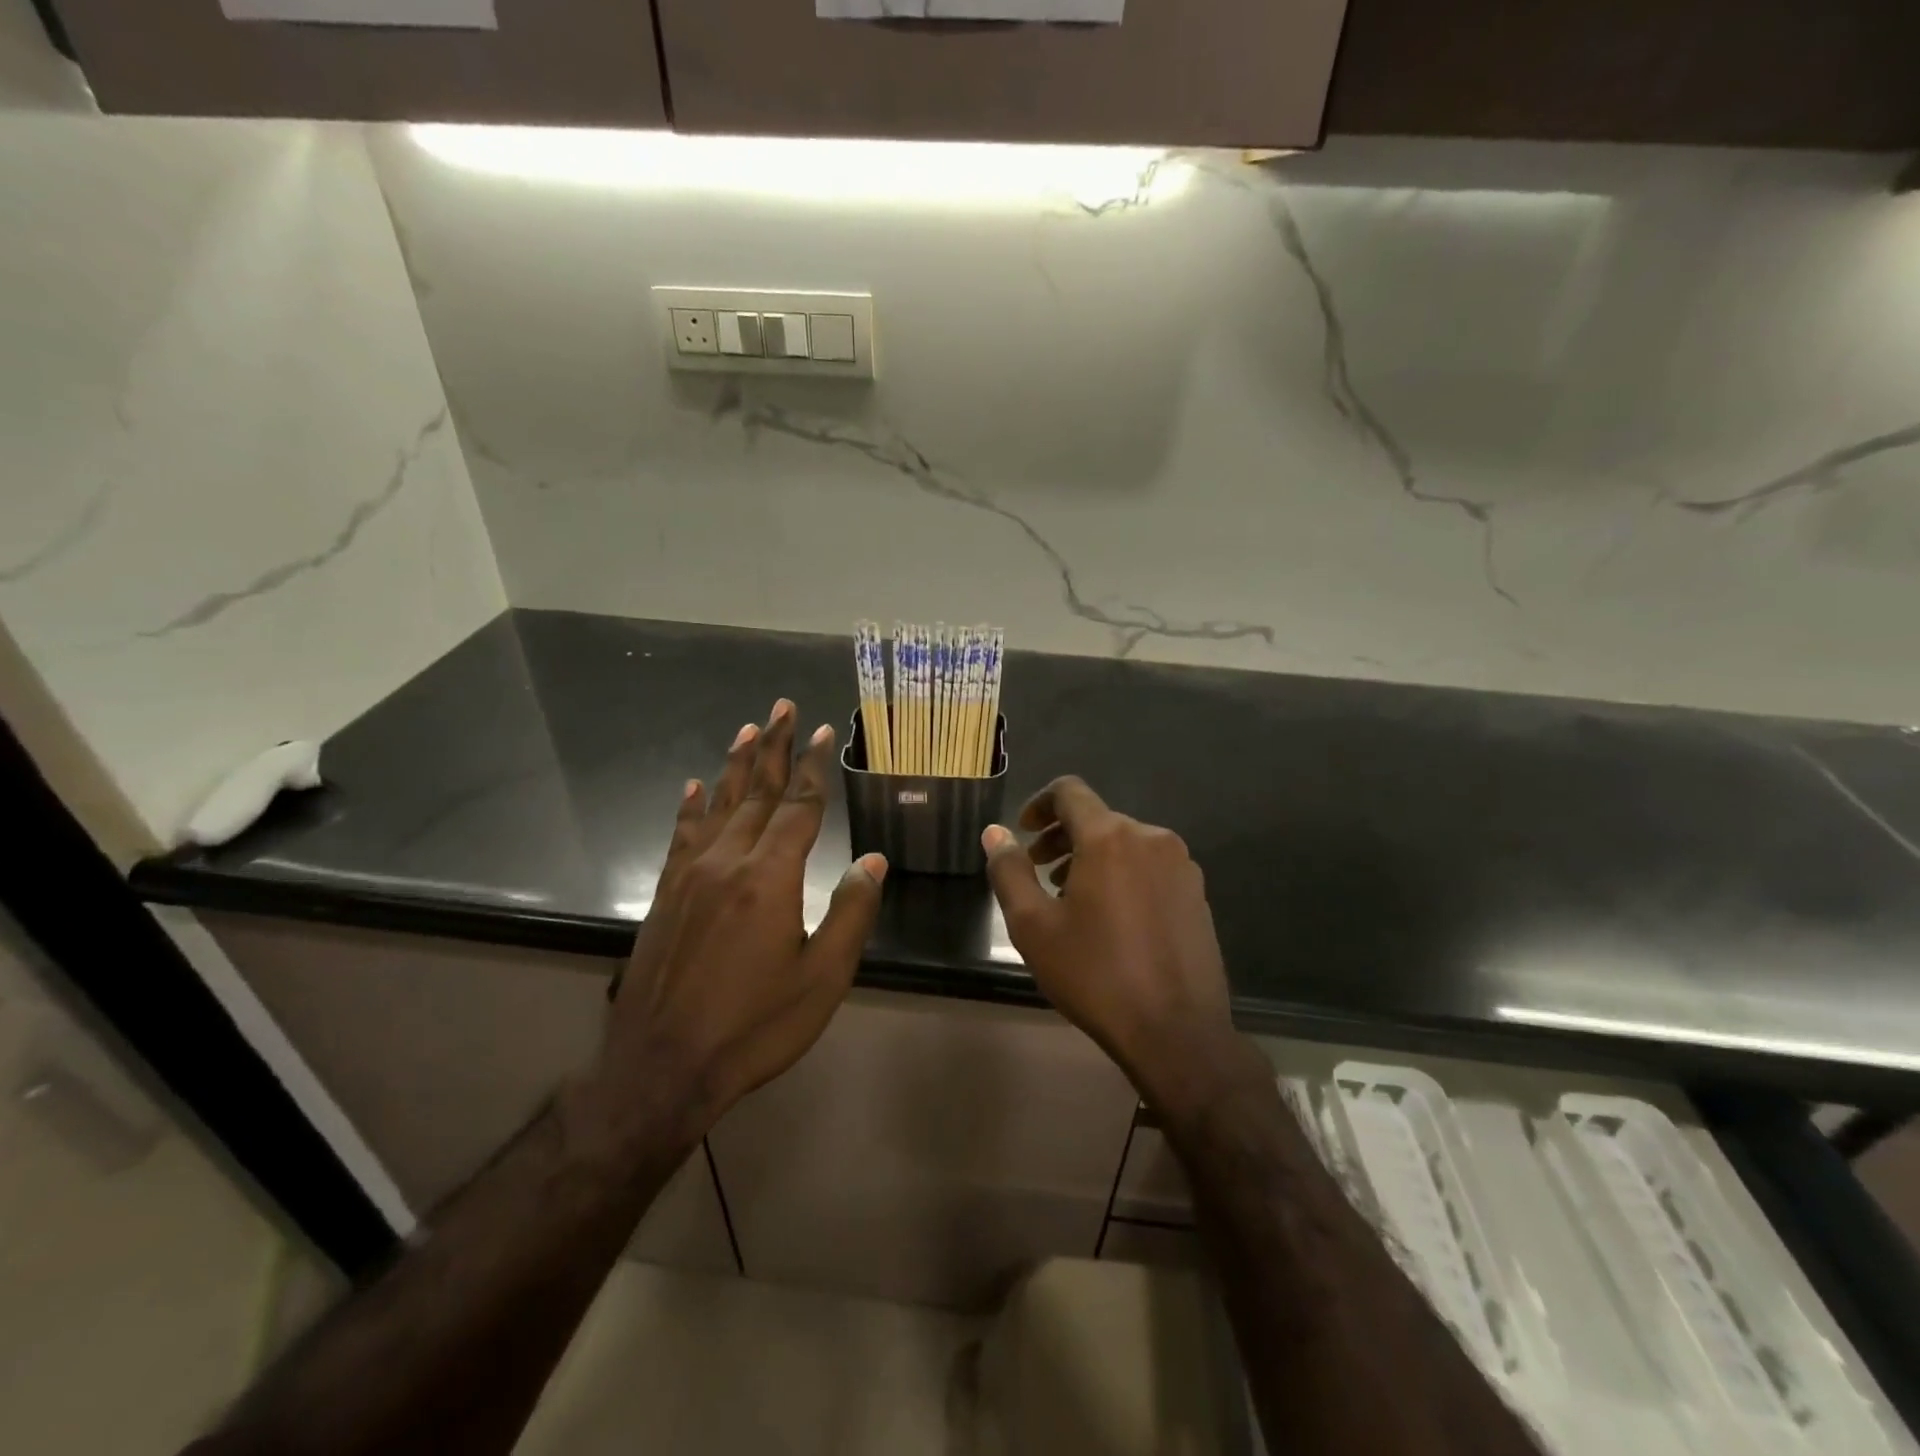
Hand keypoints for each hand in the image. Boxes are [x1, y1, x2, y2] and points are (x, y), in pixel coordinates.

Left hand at [585, 700, 886, 1151]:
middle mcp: (727, 861)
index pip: (798, 806)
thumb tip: (874, 859)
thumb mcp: (823, 977)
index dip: (812, 767)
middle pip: (755, 791)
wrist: (662, 1067)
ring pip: (717, 805)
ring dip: (734, 765)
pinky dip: (690, 807)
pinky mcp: (665, 895)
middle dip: (772, 747)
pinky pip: (681, 835)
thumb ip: (852, 911)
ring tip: (746, 729)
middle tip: (780, 707)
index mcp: (770, 877)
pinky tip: (692, 787)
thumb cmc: (755, 1026)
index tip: (822, 731)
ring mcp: (690, 876)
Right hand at [982, 777, 1265, 1119]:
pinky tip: (1111, 918)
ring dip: (1091, 858)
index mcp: (1110, 837)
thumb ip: (1009, 871)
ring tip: (1070, 899)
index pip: (1069, 792)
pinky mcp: (1197, 893)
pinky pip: (1149, 866)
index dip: (1038, 803)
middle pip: (1097, 818)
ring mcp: (1181, 865)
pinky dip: (1122, 875)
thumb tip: (995, 832)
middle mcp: (1151, 838)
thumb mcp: (1033, 926)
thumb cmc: (1095, 974)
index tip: (1023, 832)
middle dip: (1061, 838)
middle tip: (1038, 872)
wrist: (1176, 1032)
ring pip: (1125, 843)